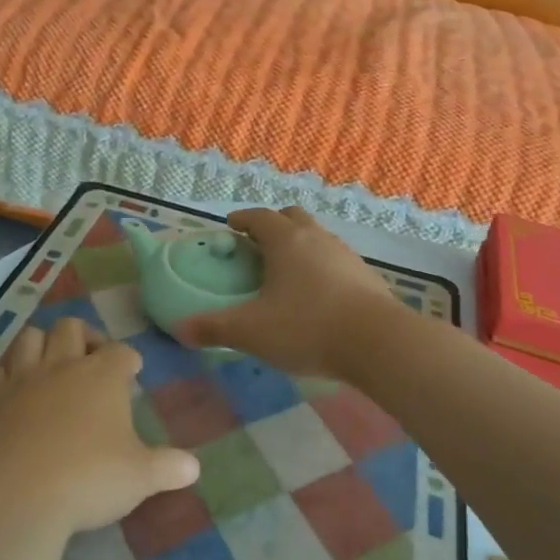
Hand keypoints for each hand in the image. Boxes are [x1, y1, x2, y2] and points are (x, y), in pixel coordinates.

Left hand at [0, 317, 199, 538]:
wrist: (14, 495)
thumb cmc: (87, 479)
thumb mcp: (139, 478)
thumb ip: (168, 468)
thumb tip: (194, 468)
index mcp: (102, 376)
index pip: (121, 351)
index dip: (128, 358)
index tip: (132, 370)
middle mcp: (62, 366)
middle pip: (72, 327)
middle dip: (84, 336)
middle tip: (91, 359)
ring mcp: (22, 379)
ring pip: (31, 337)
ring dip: (43, 343)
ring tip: (52, 364)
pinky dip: (9, 373)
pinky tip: (15, 391)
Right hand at [177, 206, 399, 377]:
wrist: (378, 342)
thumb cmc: (307, 327)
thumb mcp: (252, 332)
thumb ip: (214, 328)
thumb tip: (180, 329)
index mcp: (285, 241)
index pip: (259, 217)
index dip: (242, 219)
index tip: (231, 227)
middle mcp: (316, 238)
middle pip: (292, 218)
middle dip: (273, 225)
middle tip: (258, 245)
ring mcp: (345, 254)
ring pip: (317, 237)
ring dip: (299, 246)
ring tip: (286, 271)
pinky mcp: (366, 276)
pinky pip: (336, 260)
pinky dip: (321, 267)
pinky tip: (318, 294)